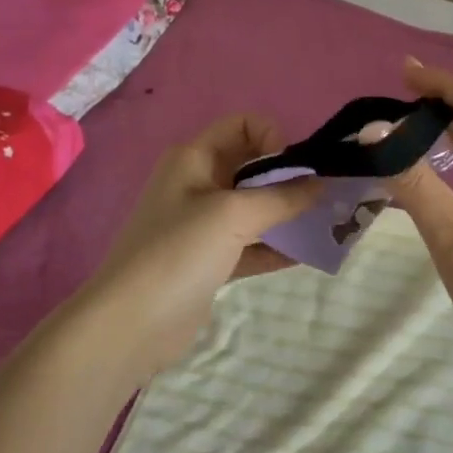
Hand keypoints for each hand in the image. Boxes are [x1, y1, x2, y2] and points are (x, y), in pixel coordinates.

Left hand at [78, 116, 318, 380]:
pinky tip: (305, 254)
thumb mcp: (233, 215)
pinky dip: (274, 245)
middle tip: (322, 197)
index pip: (243, 125)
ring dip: (286, 213)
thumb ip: (281, 197)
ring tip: (324, 225)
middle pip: (251, 166)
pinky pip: (249, 243)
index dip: (273, 138)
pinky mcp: (207, 261)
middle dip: (288, 177)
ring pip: (253, 207)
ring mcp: (201, 224)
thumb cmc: (178, 252)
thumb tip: (320, 183)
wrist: (128, 326)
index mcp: (194, 157)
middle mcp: (197, 182)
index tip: (294, 170)